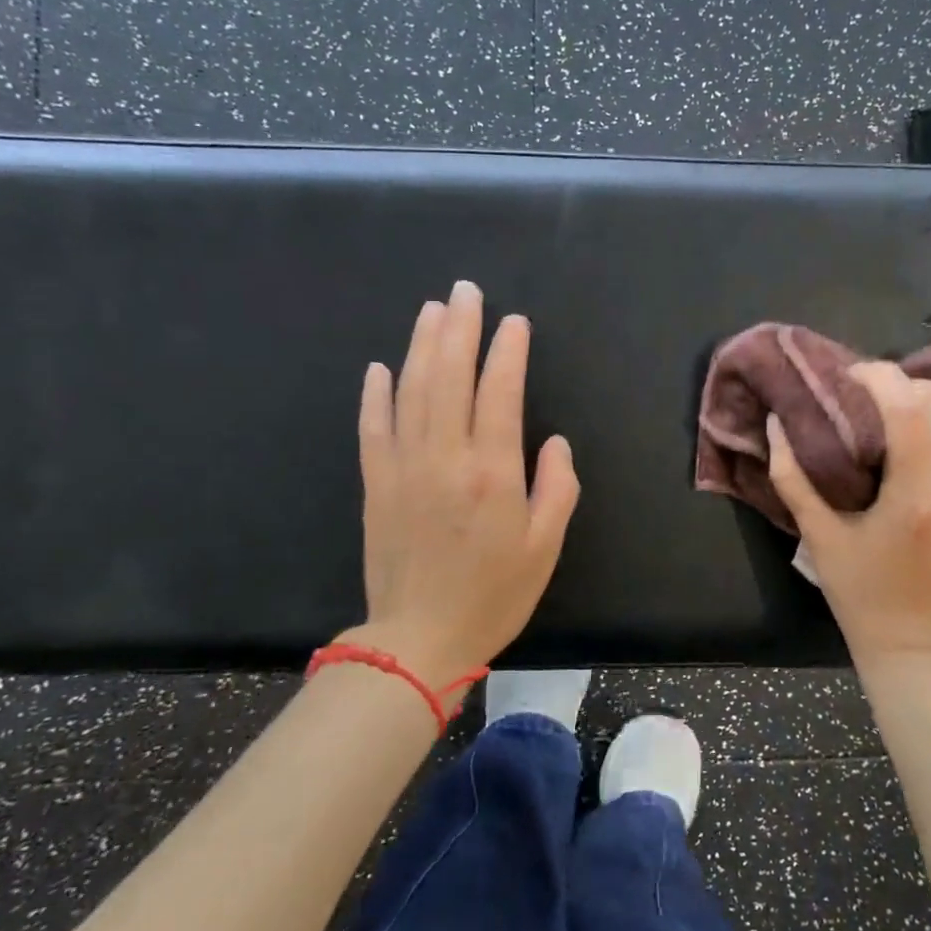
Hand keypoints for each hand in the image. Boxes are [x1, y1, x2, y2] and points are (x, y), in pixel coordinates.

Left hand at [342, 281, 579, 682]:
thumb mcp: (546, 548)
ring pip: (411, 391)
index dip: (507, 351)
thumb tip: (553, 441)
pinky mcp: (375, 483)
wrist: (419, 639)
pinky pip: (372, 427)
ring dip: (422, 345)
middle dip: (460, 328)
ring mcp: (404, 467)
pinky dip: (375, 394)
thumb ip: (557, 488)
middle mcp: (446, 457)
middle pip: (450, 376)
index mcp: (492, 472)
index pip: (500, 392)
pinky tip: (381, 366)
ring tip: (432, 310)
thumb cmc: (493, 595)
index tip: (513, 322)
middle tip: (466, 291)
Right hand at [767, 362, 930, 670]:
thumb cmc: (859, 592)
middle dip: (904, 385)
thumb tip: (775, 423)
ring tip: (890, 411)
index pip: (911, 409)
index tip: (849, 376)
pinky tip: (913, 436)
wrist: (916, 642)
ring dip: (929, 400)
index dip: (880, 377)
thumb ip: (792, 476)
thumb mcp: (816, 535)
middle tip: (865, 396)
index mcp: (916, 499)